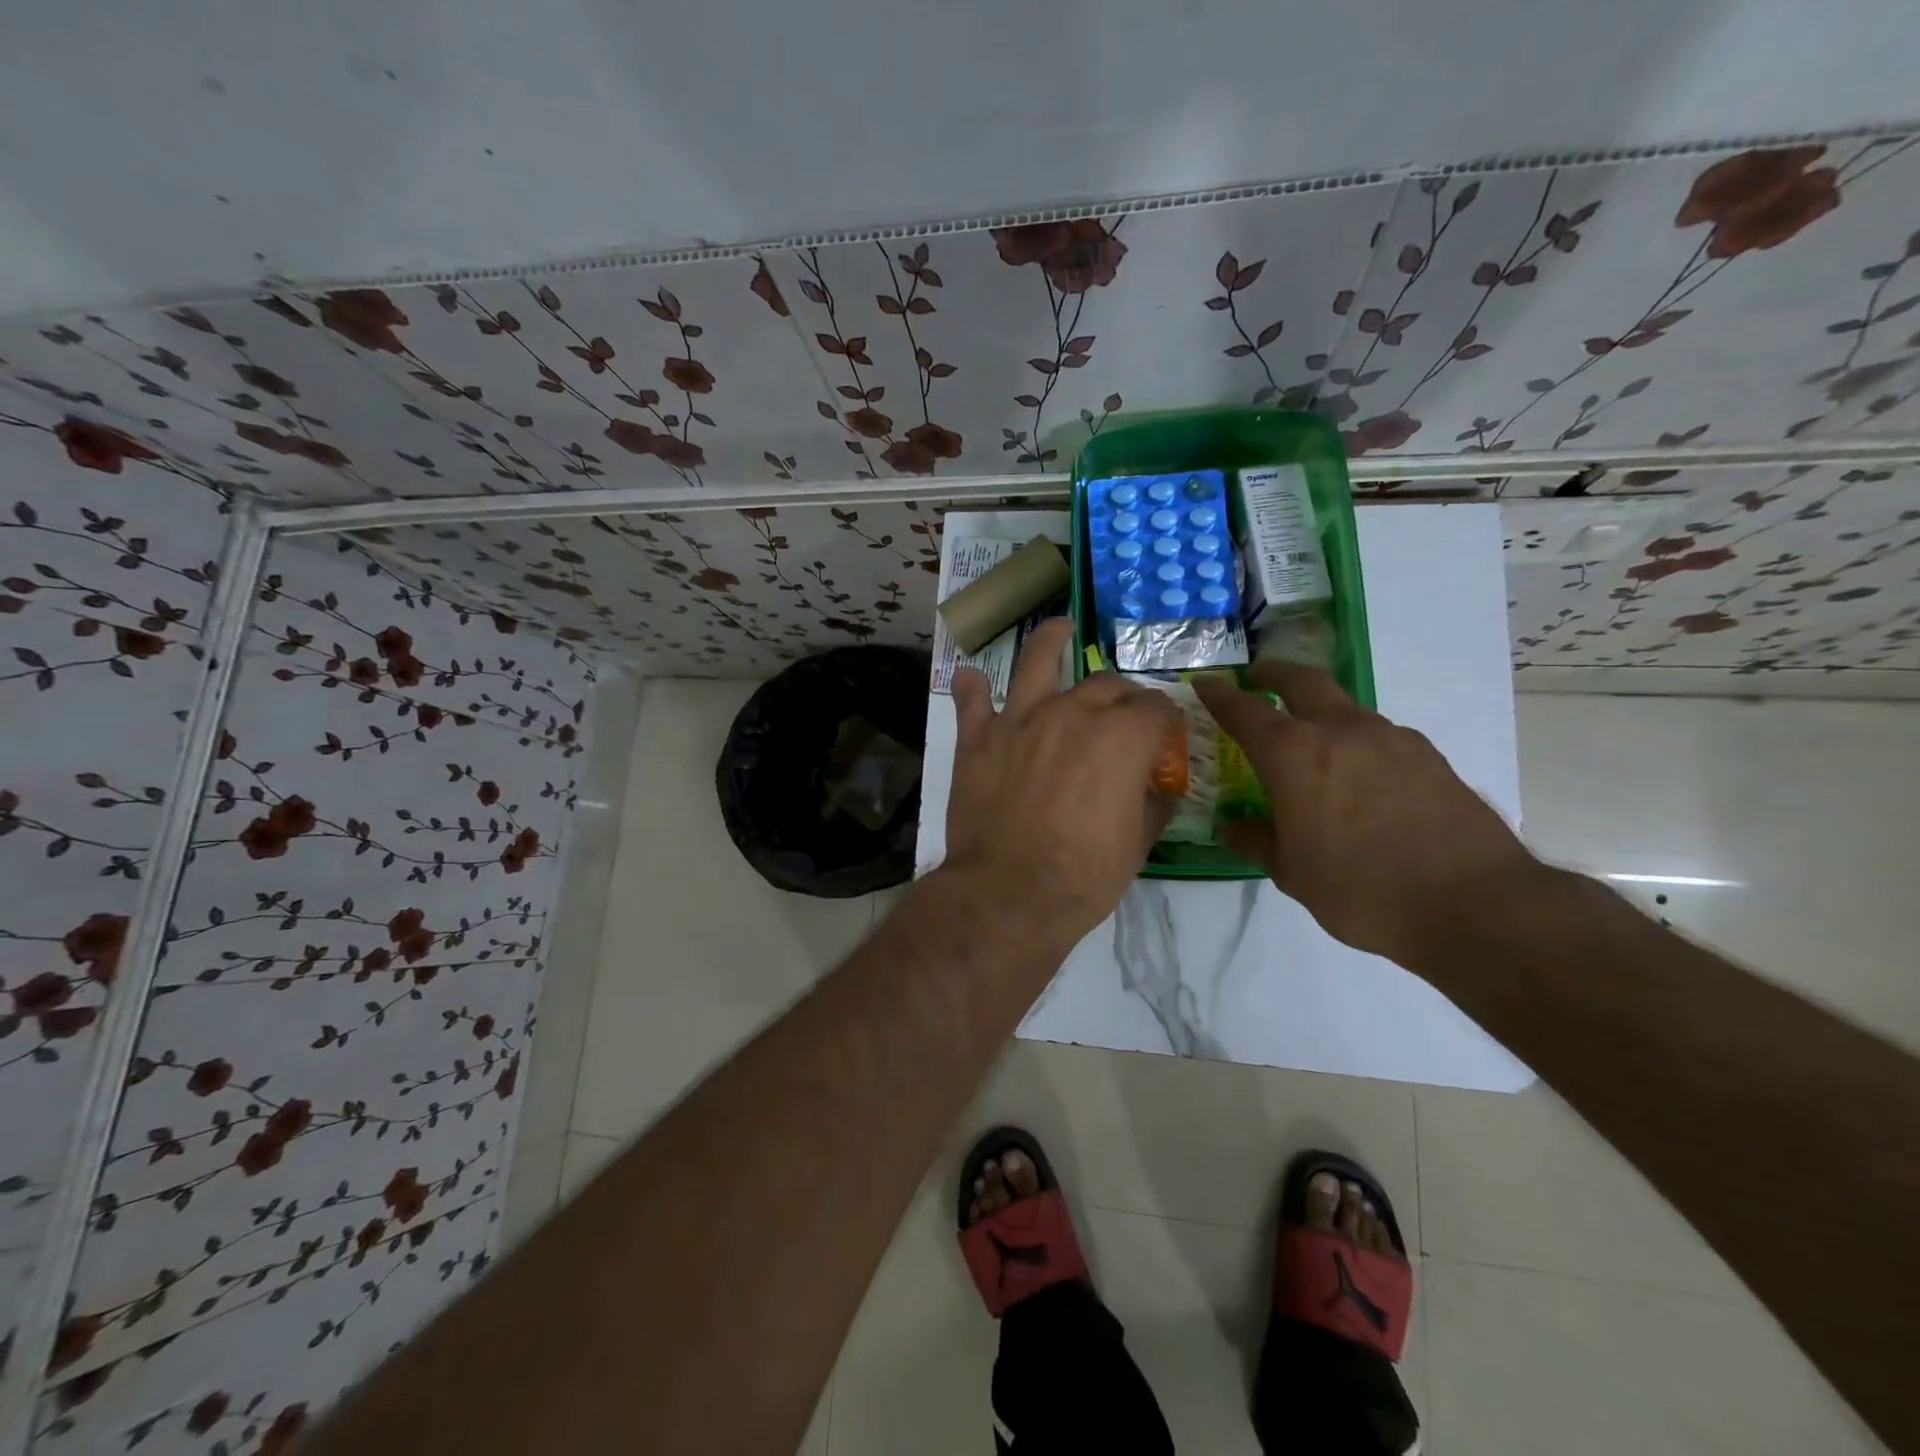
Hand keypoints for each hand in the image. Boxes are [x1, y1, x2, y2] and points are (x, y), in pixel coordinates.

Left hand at [945, 618, 1180, 947]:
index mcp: (1121, 736)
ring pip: (1036, 663)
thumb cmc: (1084, 875)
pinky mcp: (978, 739)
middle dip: (1123, 694)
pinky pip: (972, 701)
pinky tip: (971, 678)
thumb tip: (1159, 785)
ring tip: (1059, 627)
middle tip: (1125, 711)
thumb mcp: (1138, 843)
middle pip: (1105, 684)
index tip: (1165, 733)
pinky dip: (972, 688)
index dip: (1165, 719)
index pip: (1154, 708)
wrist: (1008, 893)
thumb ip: (1153, 802)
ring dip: (1050, 640)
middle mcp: (1072, 713)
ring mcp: (1020, 720)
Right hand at [1192, 661, 1541, 970]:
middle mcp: (1341, 731)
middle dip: (1273, 673)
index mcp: (1295, 755)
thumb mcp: (1293, 874)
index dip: (1221, 695)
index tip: (1205, 683)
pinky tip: (1360, 780)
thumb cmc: (1363, 890)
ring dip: (1319, 713)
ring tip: (1311, 745)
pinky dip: (1357, 743)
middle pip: (1302, 681)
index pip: (1245, 711)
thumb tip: (1236, 827)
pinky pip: (1379, 737)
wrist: (1475, 904)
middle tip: (1256, 676)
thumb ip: (1258, 841)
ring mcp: (1392, 739)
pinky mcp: (1429, 757)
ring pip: (1345, 709)